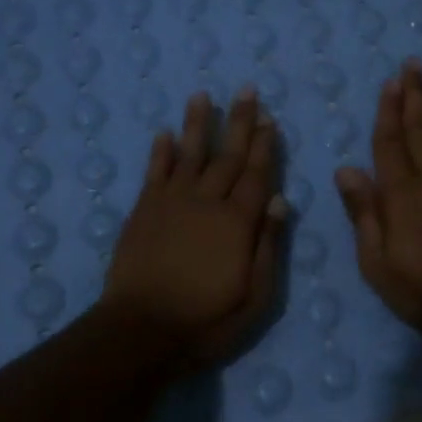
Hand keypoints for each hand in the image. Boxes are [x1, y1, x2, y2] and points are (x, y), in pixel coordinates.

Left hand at [103, 87, 287, 366]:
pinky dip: (161, 152)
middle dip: (239, 122)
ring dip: (197, 124)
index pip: (256, 175)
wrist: (142, 331)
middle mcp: (206, 202)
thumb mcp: (255, 296)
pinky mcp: (143, 211)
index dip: (264, 146)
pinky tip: (165, 134)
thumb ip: (268, 246)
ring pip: (189, 154)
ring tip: (202, 95)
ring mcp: (171, 203)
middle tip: (246, 90)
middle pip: (227, 156)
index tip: (269, 118)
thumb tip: (279, 200)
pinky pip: (154, 173)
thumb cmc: (207, 320)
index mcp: (237, 223)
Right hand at [334, 58, 421, 330]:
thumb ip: (363, 212)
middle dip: (415, 94)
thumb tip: (346, 169)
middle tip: (414, 63)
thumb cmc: (420, 287)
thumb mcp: (375, 260)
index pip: (389, 143)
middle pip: (420, 128)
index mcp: (399, 194)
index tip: (390, 82)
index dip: (388, 111)